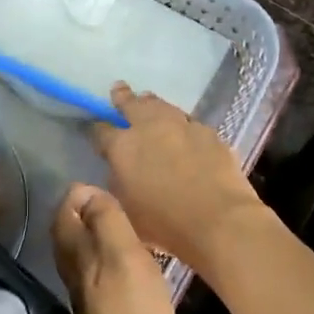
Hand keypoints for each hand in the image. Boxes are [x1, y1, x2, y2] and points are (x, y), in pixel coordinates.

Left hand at [51, 182, 178, 313]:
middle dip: (87, 213)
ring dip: (102, 237)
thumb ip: (105, 220)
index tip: (106, 184)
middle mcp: (75, 274)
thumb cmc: (134, 312)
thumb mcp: (123, 255)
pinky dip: (115, 262)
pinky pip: (105, 277)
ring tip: (130, 227)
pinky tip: (137, 266)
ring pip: (88, 257)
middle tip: (117, 200)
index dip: (80, 194)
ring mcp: (91, 299)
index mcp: (75, 255)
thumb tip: (86, 191)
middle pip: (72, 235)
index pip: (64, 213)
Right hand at [89, 84, 262, 268]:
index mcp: (122, 147)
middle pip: (132, 104)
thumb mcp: (125, 210)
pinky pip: (189, 121)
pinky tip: (183, 128)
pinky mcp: (208, 132)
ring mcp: (182, 126)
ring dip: (152, 103)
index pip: (101, 131)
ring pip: (162, 105)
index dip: (96, 130)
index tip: (96, 131)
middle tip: (119, 89)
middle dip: (123, 97)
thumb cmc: (163, 224)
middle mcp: (149, 127)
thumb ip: (117, 185)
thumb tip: (117, 172)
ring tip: (148, 100)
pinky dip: (181, 122)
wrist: (217, 219)